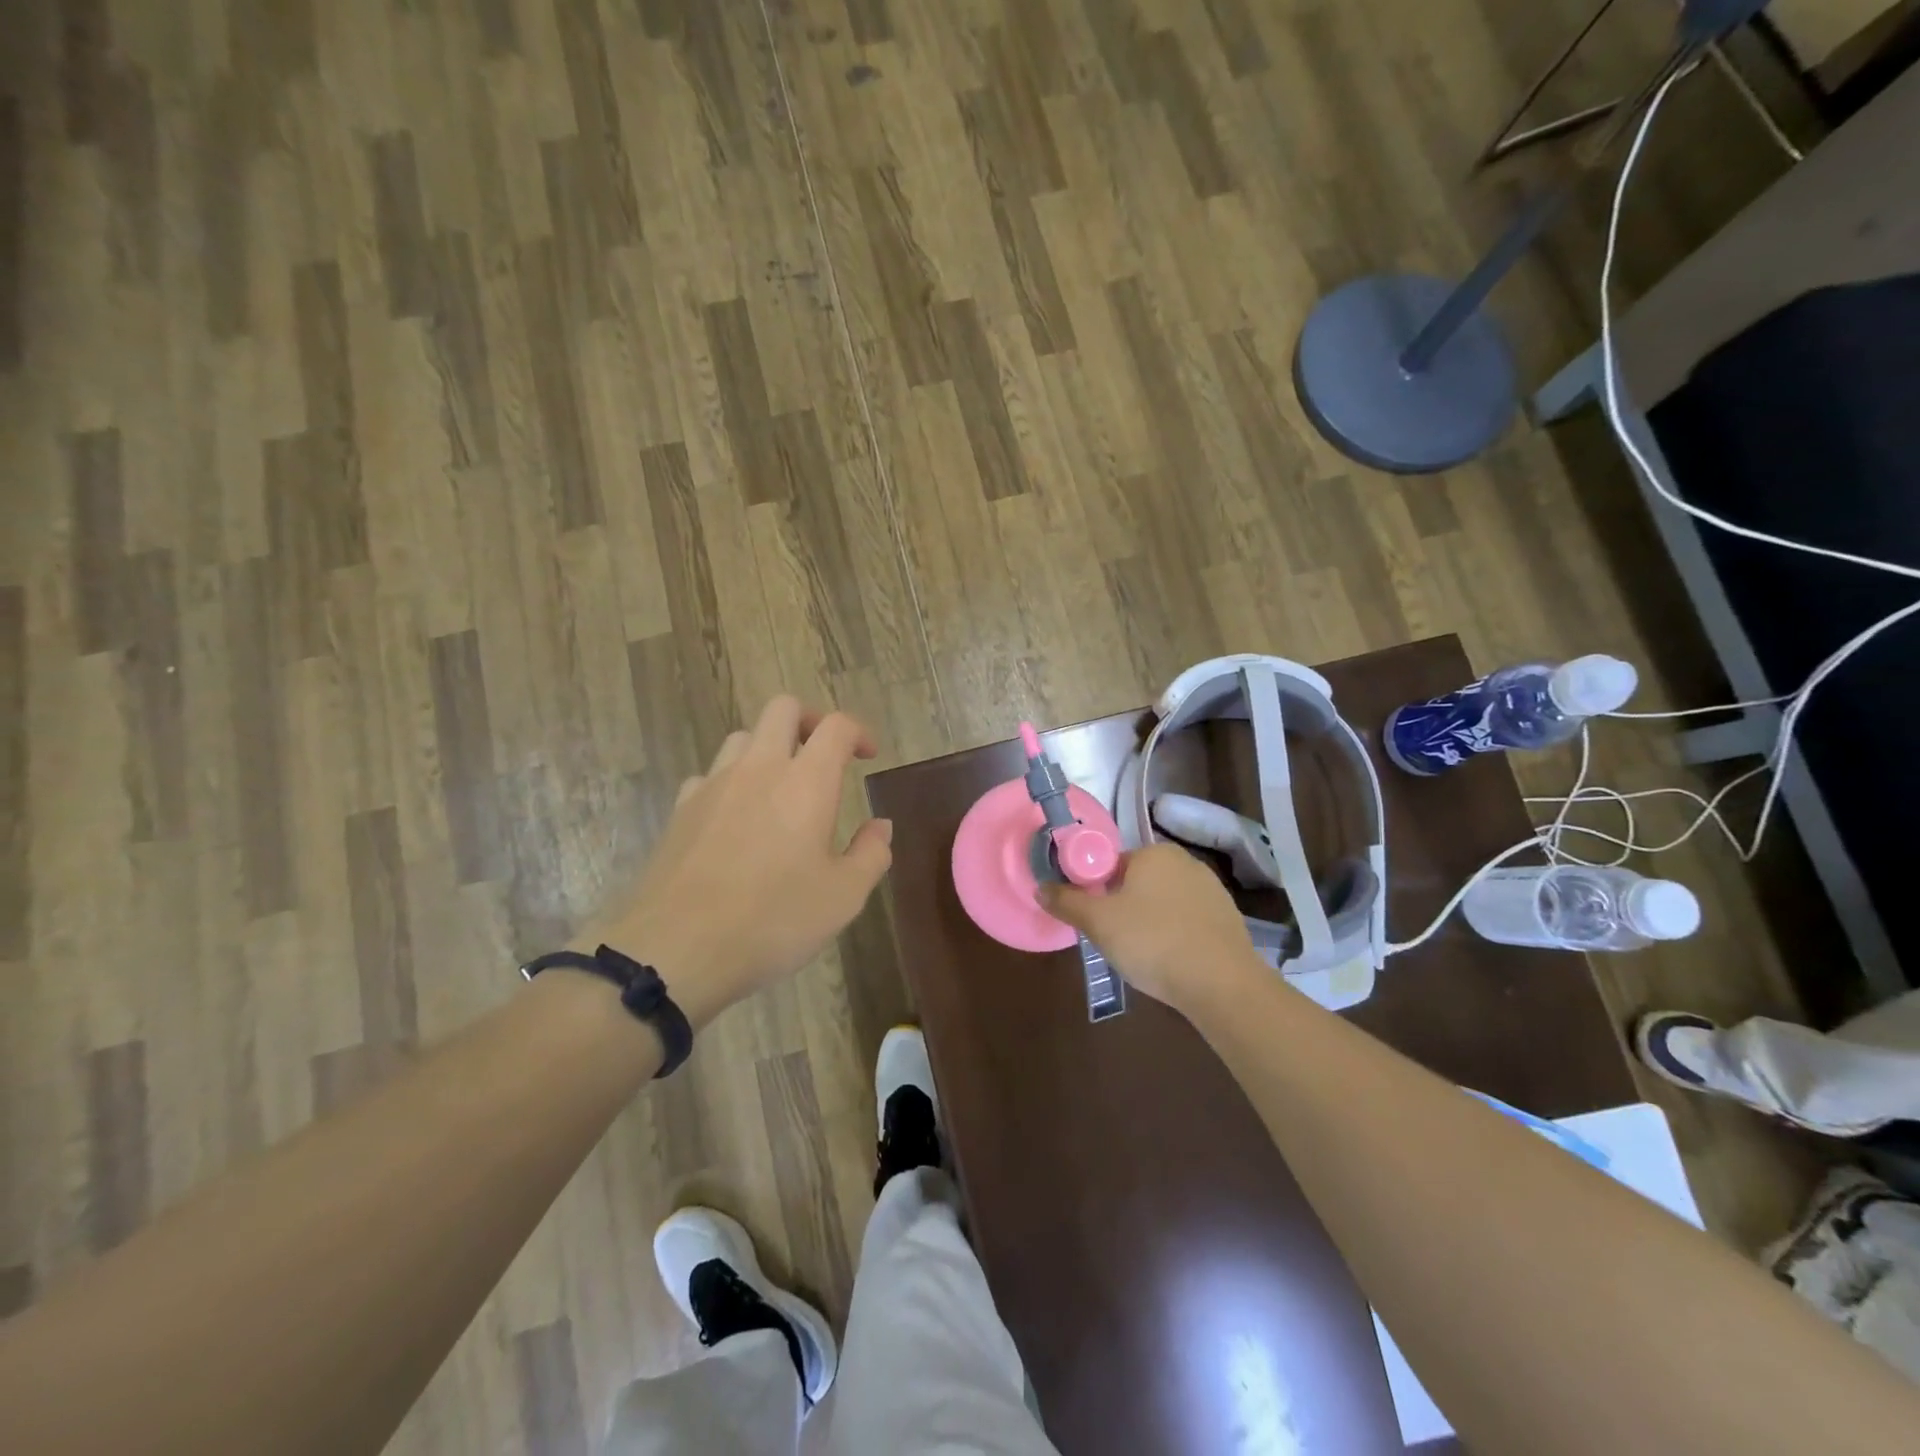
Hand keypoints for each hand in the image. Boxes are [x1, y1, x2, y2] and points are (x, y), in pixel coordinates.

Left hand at [584, 697, 892, 1027]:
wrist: (675, 949)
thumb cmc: (773, 921)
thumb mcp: (843, 897)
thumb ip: (871, 854)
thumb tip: (880, 826)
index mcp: (806, 782)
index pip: (836, 726)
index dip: (858, 732)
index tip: (868, 756)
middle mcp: (759, 768)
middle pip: (782, 709)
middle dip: (809, 721)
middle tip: (823, 754)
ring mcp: (712, 785)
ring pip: (742, 737)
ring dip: (768, 749)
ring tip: (780, 786)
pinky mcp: (679, 810)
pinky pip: (708, 775)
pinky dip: (730, 783)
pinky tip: (735, 819)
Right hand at [1039, 844, 1262, 1013]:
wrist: (1222, 984)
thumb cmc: (1153, 942)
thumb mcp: (1098, 922)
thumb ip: (1066, 901)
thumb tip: (1040, 887)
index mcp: (1154, 853)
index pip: (1112, 864)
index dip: (1097, 892)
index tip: (1096, 921)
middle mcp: (1186, 862)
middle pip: (1138, 883)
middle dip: (1124, 908)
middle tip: (1115, 940)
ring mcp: (1212, 890)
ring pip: (1164, 903)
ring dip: (1150, 923)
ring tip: (1144, 956)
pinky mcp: (1228, 919)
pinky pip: (1188, 922)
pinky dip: (1175, 936)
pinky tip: (1171, 961)